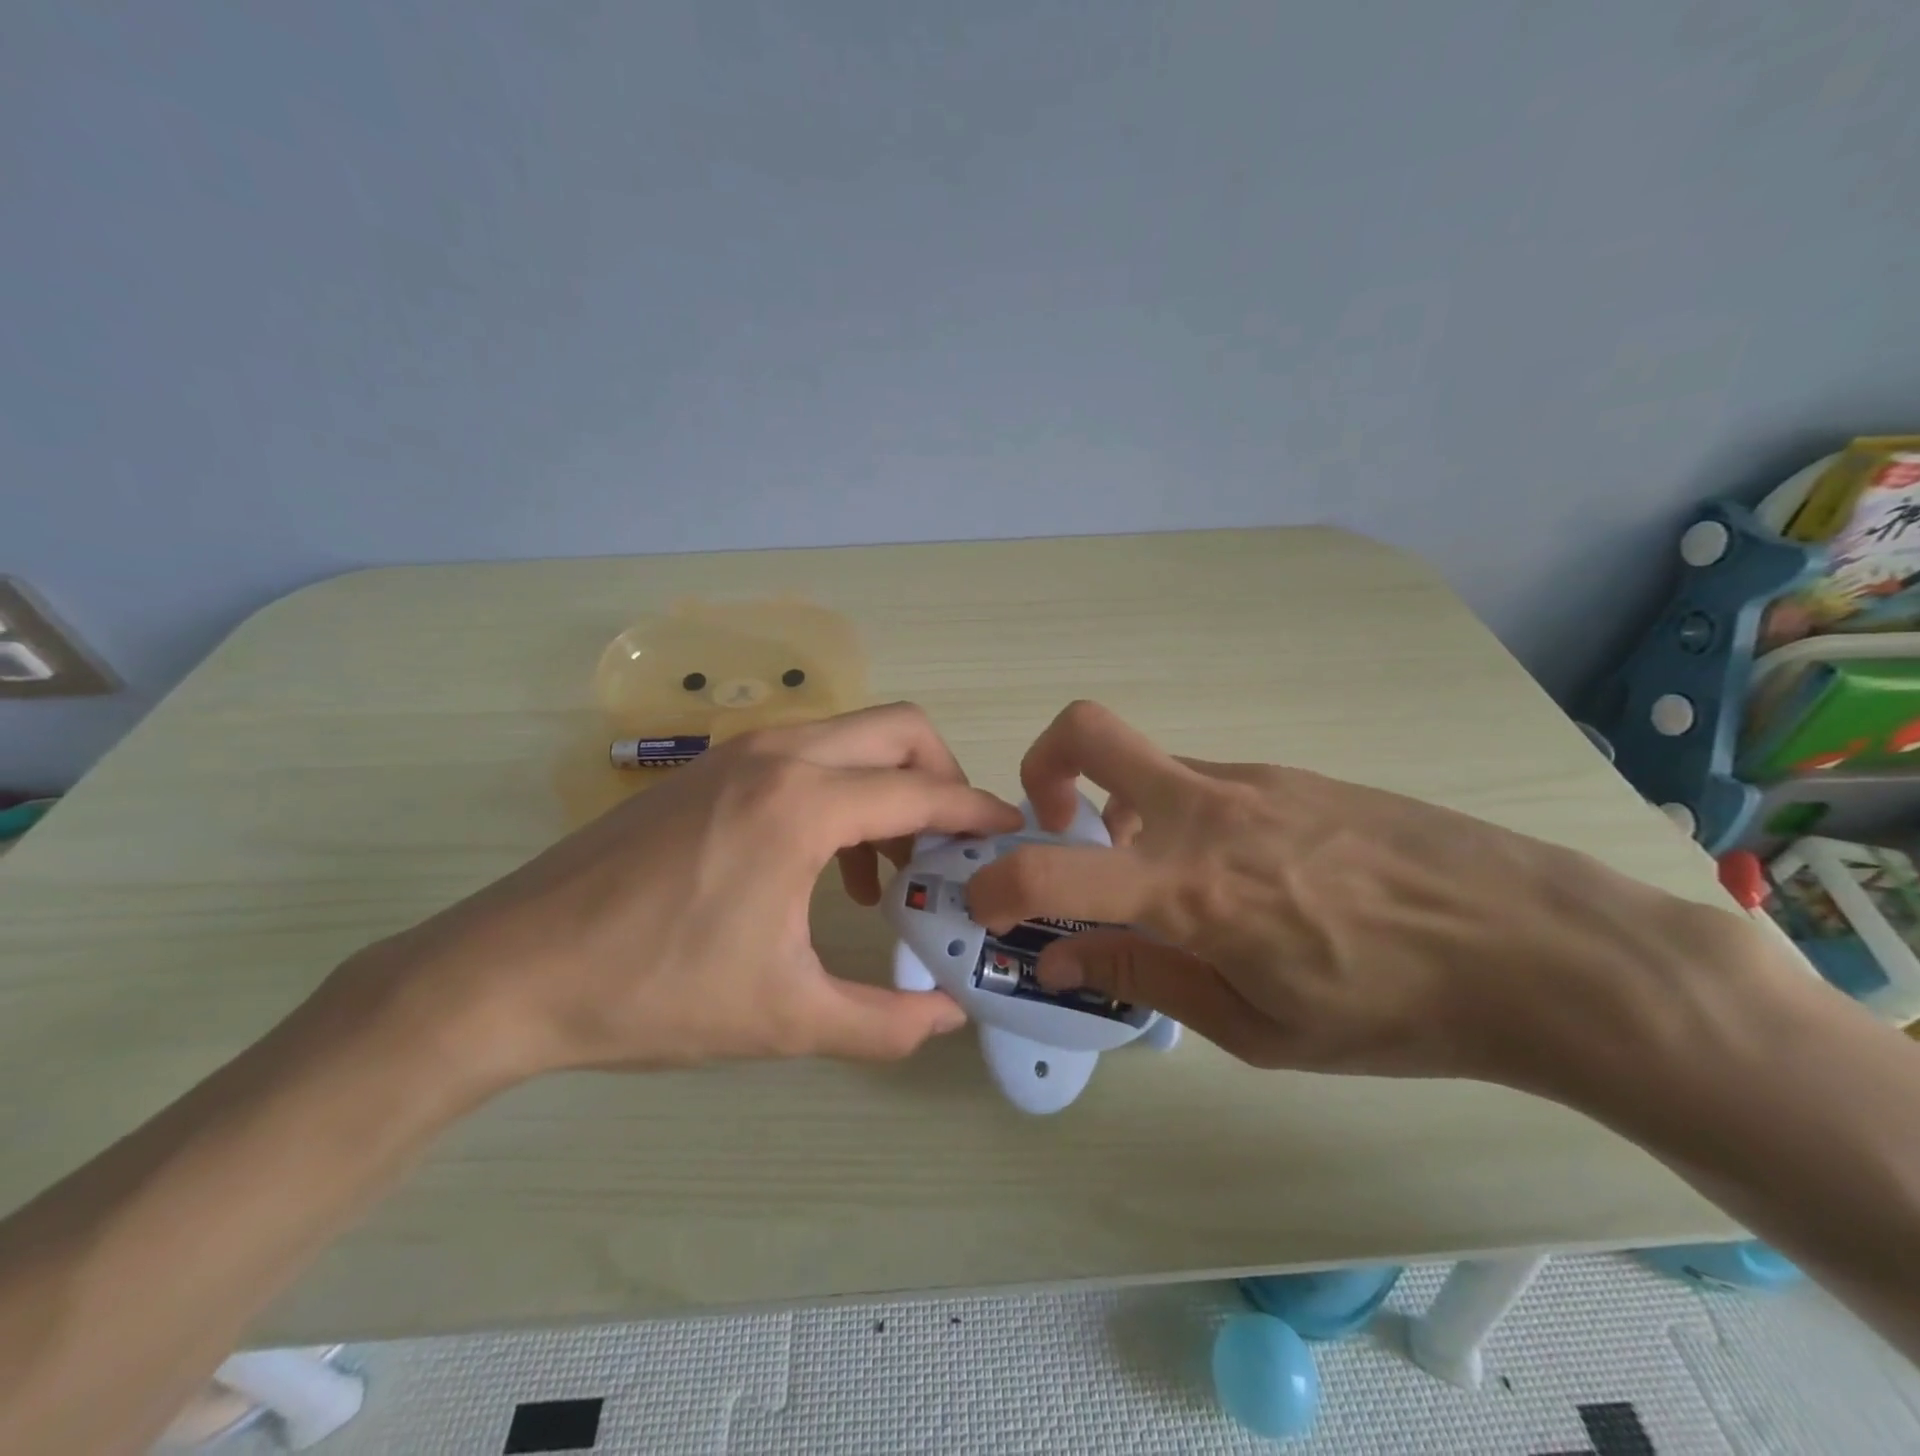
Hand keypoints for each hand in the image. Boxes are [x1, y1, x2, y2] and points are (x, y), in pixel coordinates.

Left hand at [331, 704, 1022, 1087]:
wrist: (508, 970)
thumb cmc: (652, 992)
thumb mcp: (784, 1018)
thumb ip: (883, 1022)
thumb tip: (949, 1019)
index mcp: (803, 805)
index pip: (923, 792)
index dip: (978, 813)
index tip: (1012, 834)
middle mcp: (778, 755)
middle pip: (899, 729)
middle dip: (943, 777)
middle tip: (952, 844)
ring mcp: (737, 753)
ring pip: (850, 736)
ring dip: (888, 786)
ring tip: (888, 868)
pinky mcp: (707, 768)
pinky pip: (804, 755)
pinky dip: (840, 790)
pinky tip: (824, 864)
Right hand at [966, 701, 1760, 1095]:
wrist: (1535, 945)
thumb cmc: (1392, 1010)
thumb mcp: (1256, 1028)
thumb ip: (1146, 979)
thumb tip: (1061, 962)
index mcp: (1188, 888)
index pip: (1049, 870)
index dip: (995, 886)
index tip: (988, 906)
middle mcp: (1204, 811)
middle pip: (1085, 731)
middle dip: (1041, 766)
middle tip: (1055, 825)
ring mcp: (1250, 782)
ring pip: (1151, 769)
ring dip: (1126, 814)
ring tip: (1173, 888)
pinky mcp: (1291, 775)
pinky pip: (1207, 786)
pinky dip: (1185, 821)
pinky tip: (1245, 880)